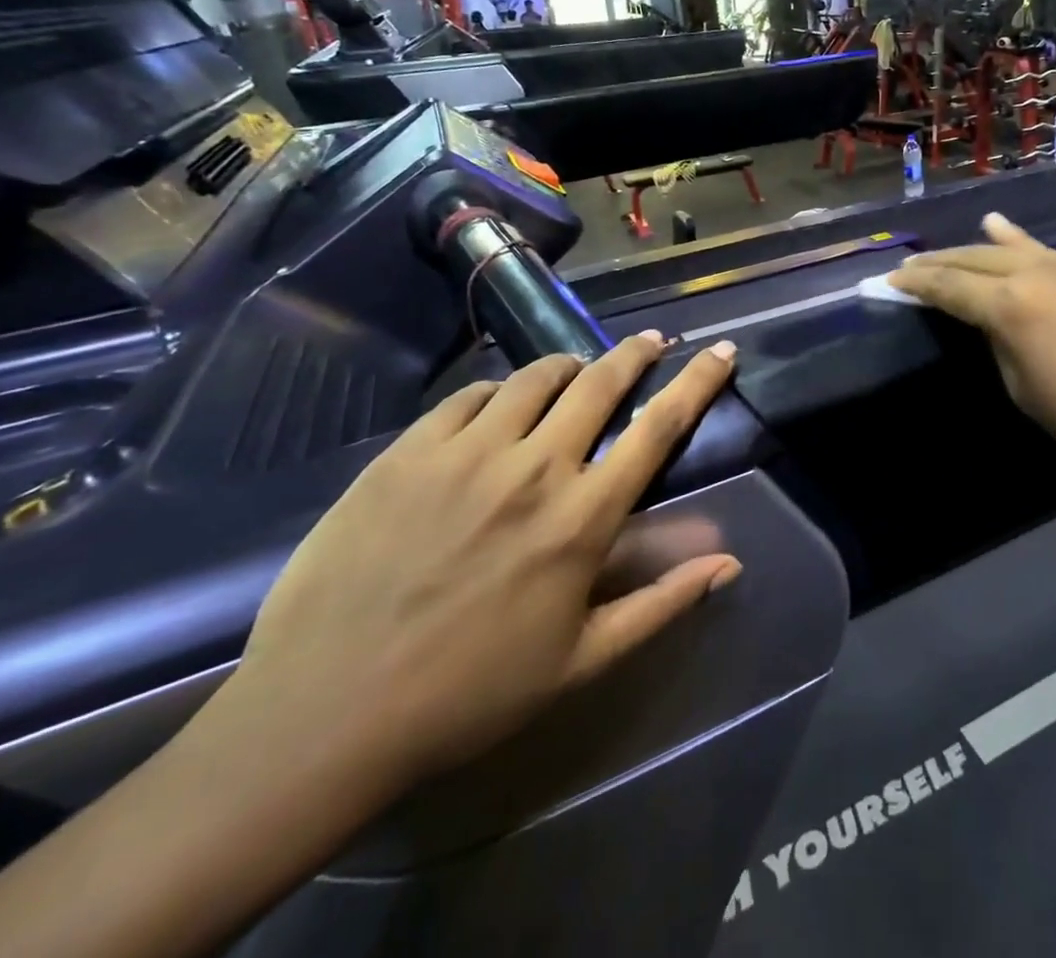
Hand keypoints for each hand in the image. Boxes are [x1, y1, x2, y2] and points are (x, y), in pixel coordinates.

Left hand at [224, 330, 742, 801]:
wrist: (324, 714)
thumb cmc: (469, 694)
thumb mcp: (581, 661)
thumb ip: (661, 603)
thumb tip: (730, 563)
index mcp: (582, 517)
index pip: (659, 427)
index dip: (699, 381)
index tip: (722, 349)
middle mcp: (534, 467)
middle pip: (601, 383)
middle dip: (636, 353)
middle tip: (650, 341)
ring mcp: (467, 452)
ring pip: (536, 376)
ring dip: (568, 366)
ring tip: (575, 373)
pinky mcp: (408, 451)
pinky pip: (470, 396)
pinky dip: (499, 391)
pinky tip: (499, 407)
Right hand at [888, 214, 1055, 510]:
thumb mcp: (1027, 391)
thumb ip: (1002, 342)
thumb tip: (994, 319)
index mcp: (1013, 305)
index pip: (950, 286)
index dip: (916, 284)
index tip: (889, 281)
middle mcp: (1041, 271)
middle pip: (977, 257)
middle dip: (940, 262)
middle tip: (910, 266)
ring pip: (1014, 247)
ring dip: (978, 248)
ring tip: (948, 248)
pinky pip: (1051, 253)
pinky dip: (1022, 244)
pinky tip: (1007, 232)